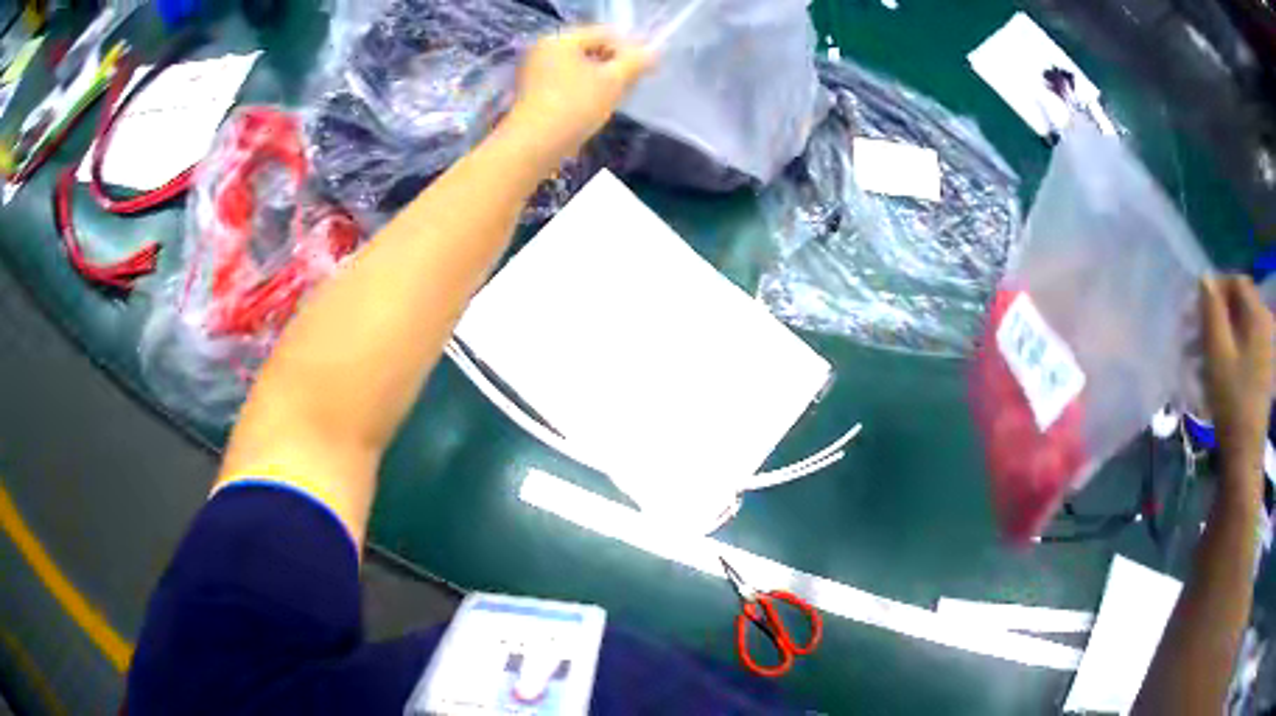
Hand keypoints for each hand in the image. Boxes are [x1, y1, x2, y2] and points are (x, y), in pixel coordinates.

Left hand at [509, 27, 652, 160]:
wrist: (534, 146)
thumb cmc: (575, 106)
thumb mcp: (613, 81)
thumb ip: (636, 62)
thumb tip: (654, 52)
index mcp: (561, 39)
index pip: (605, 33)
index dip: (630, 48)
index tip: (647, 69)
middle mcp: (544, 49)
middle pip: (591, 48)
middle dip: (615, 64)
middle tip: (633, 84)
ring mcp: (536, 71)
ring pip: (580, 66)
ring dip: (602, 78)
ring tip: (617, 96)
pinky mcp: (534, 92)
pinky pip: (567, 81)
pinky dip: (585, 88)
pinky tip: (596, 106)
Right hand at [1201, 275, 1274, 494]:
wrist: (1246, 456)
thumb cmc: (1232, 402)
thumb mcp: (1217, 353)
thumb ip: (1211, 309)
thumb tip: (1206, 279)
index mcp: (1257, 313)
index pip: (1236, 281)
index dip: (1217, 288)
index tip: (1198, 309)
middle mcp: (1266, 322)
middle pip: (1243, 302)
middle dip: (1222, 311)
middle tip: (1202, 332)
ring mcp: (1269, 347)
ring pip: (1247, 324)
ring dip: (1229, 330)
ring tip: (1212, 353)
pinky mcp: (1268, 368)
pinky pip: (1252, 343)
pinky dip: (1239, 346)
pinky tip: (1228, 367)